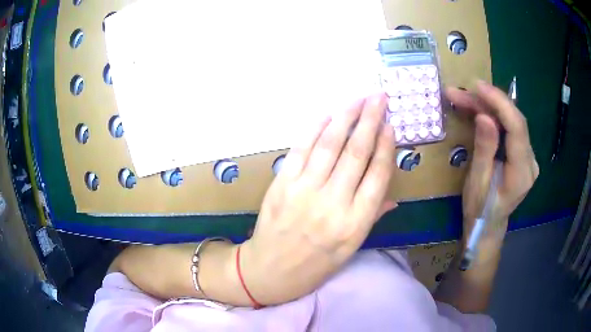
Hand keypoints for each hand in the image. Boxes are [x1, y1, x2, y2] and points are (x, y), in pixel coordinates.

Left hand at [240, 93, 396, 304]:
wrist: (269, 271)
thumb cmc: (314, 266)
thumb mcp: (350, 250)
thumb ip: (372, 217)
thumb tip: (392, 195)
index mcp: (355, 224)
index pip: (377, 175)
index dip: (386, 146)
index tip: (390, 124)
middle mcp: (332, 203)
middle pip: (356, 153)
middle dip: (370, 120)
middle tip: (379, 97)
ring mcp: (304, 191)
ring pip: (330, 145)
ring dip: (346, 117)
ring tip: (358, 98)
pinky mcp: (282, 184)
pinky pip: (301, 150)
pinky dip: (315, 129)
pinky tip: (328, 115)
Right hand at [447, 81, 538, 245]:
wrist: (488, 226)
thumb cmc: (480, 210)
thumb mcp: (478, 183)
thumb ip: (485, 150)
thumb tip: (484, 116)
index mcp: (522, 173)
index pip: (517, 128)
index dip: (500, 103)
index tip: (477, 86)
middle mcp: (531, 162)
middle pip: (514, 121)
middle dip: (489, 102)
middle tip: (461, 92)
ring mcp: (528, 157)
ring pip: (511, 121)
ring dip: (488, 107)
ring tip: (463, 98)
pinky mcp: (522, 154)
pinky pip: (509, 128)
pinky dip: (493, 116)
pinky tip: (476, 109)